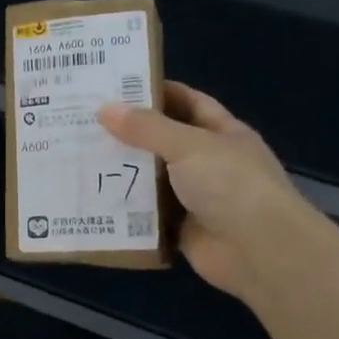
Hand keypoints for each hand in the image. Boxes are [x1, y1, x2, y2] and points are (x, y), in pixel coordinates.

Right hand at [98, 83, 311, 303]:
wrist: (260, 251)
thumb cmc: (231, 185)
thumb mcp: (189, 145)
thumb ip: (147, 128)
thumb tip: (104, 109)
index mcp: (222, 133)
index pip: (187, 102)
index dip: (156, 92)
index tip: (116, 87)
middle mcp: (209, 163)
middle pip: (163, 141)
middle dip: (129, 133)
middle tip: (85, 122)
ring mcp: (196, 198)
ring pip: (152, 179)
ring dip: (122, 172)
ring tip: (78, 157)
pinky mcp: (182, 229)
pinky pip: (147, 215)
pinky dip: (125, 210)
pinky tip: (92, 199)